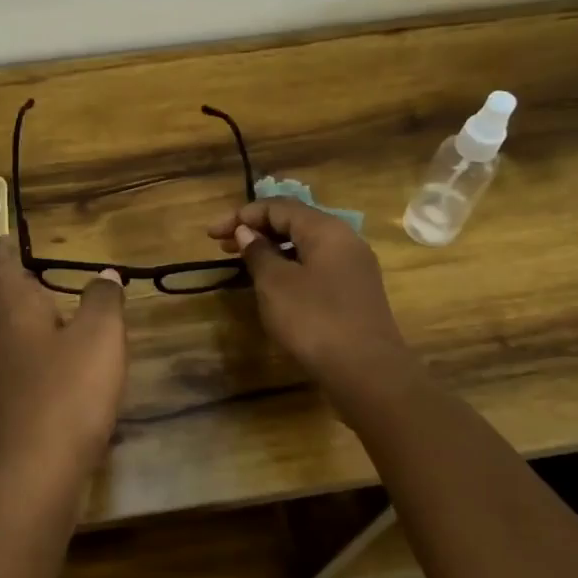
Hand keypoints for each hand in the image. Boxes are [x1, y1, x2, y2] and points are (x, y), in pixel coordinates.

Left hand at [0, 235, 127, 478]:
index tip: (14, 237)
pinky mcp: (7, 399)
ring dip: (14, 312)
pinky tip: (56, 354)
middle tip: (31, 269)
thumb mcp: (100, 336)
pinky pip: (10, 356)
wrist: (36, 469)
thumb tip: (104, 275)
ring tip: (50, 305)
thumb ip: (103, 300)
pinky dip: (27, 343)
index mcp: (11, 307)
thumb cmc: (68, 390)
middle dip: (2, 277)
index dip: (1, 247)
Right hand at [207, 198, 411, 405]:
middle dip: (256, 229)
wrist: (366, 371)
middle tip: (222, 246)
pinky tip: (273, 285)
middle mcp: (344, 240)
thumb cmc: (314, 319)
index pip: (278, 207)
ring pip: (305, 245)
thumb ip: (258, 252)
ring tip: (243, 263)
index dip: (242, 215)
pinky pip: (316, 266)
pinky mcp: (354, 292)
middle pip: (294, 222)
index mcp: (326, 229)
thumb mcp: (275, 283)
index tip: (212, 235)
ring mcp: (353, 267)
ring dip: (272, 249)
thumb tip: (247, 232)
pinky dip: (289, 266)